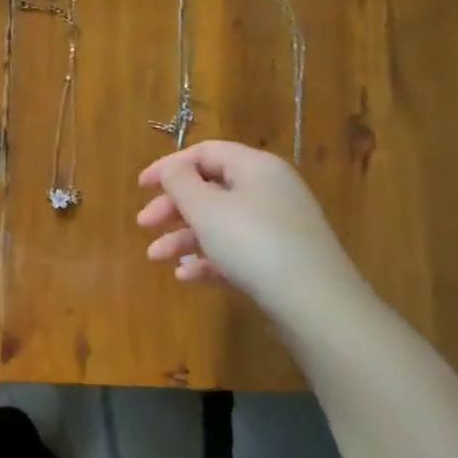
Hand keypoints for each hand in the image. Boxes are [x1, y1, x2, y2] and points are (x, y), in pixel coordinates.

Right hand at [137, 141, 370, 323]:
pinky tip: (187, 276)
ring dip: (184, 237)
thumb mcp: (206, 208)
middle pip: (211, 189)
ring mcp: (277, 228)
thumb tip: (172, 170)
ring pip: (220, 223)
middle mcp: (269, 191)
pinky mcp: (280, 262)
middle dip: (173, 207)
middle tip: (144, 224)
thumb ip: (180, 182)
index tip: (141, 187)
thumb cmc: (253, 243)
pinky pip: (236, 252)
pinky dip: (209, 259)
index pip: (206, 153)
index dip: (169, 166)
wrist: (315, 305)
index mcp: (255, 168)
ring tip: (157, 258)